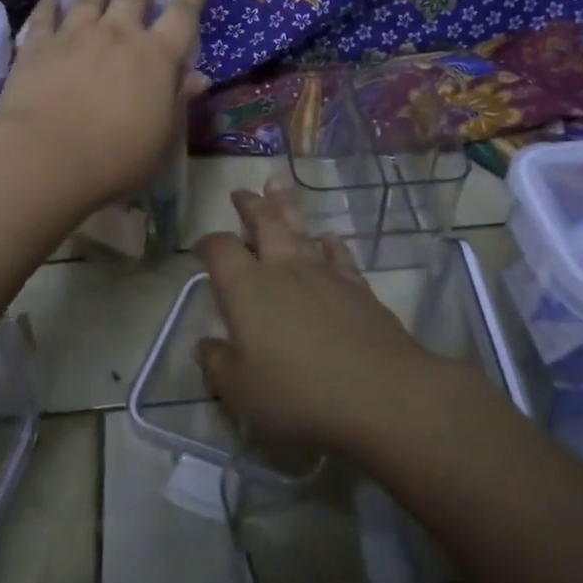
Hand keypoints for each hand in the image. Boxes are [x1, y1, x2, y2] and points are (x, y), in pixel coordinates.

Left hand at [0, 0, 205, 208]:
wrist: (47, 156)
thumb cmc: (116, 156)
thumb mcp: (162, 136)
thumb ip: (179, 101)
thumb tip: (199, 78)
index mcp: (156, 57)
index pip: (181, 19)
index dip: (190, 1)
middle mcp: (118, 35)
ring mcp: (75, 35)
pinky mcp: (38, 46)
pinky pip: (45, 17)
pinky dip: (49, 4)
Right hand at [194, 184, 441, 456]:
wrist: (380, 393)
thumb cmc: (299, 394)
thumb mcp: (242, 393)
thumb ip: (219, 366)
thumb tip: (206, 346)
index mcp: (246, 289)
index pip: (220, 250)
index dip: (208, 244)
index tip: (201, 247)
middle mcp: (283, 269)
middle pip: (264, 223)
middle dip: (250, 206)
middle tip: (241, 192)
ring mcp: (324, 274)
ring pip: (301, 230)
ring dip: (286, 208)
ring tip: (278, 188)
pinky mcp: (358, 287)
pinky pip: (339, 256)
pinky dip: (330, 245)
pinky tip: (329, 239)